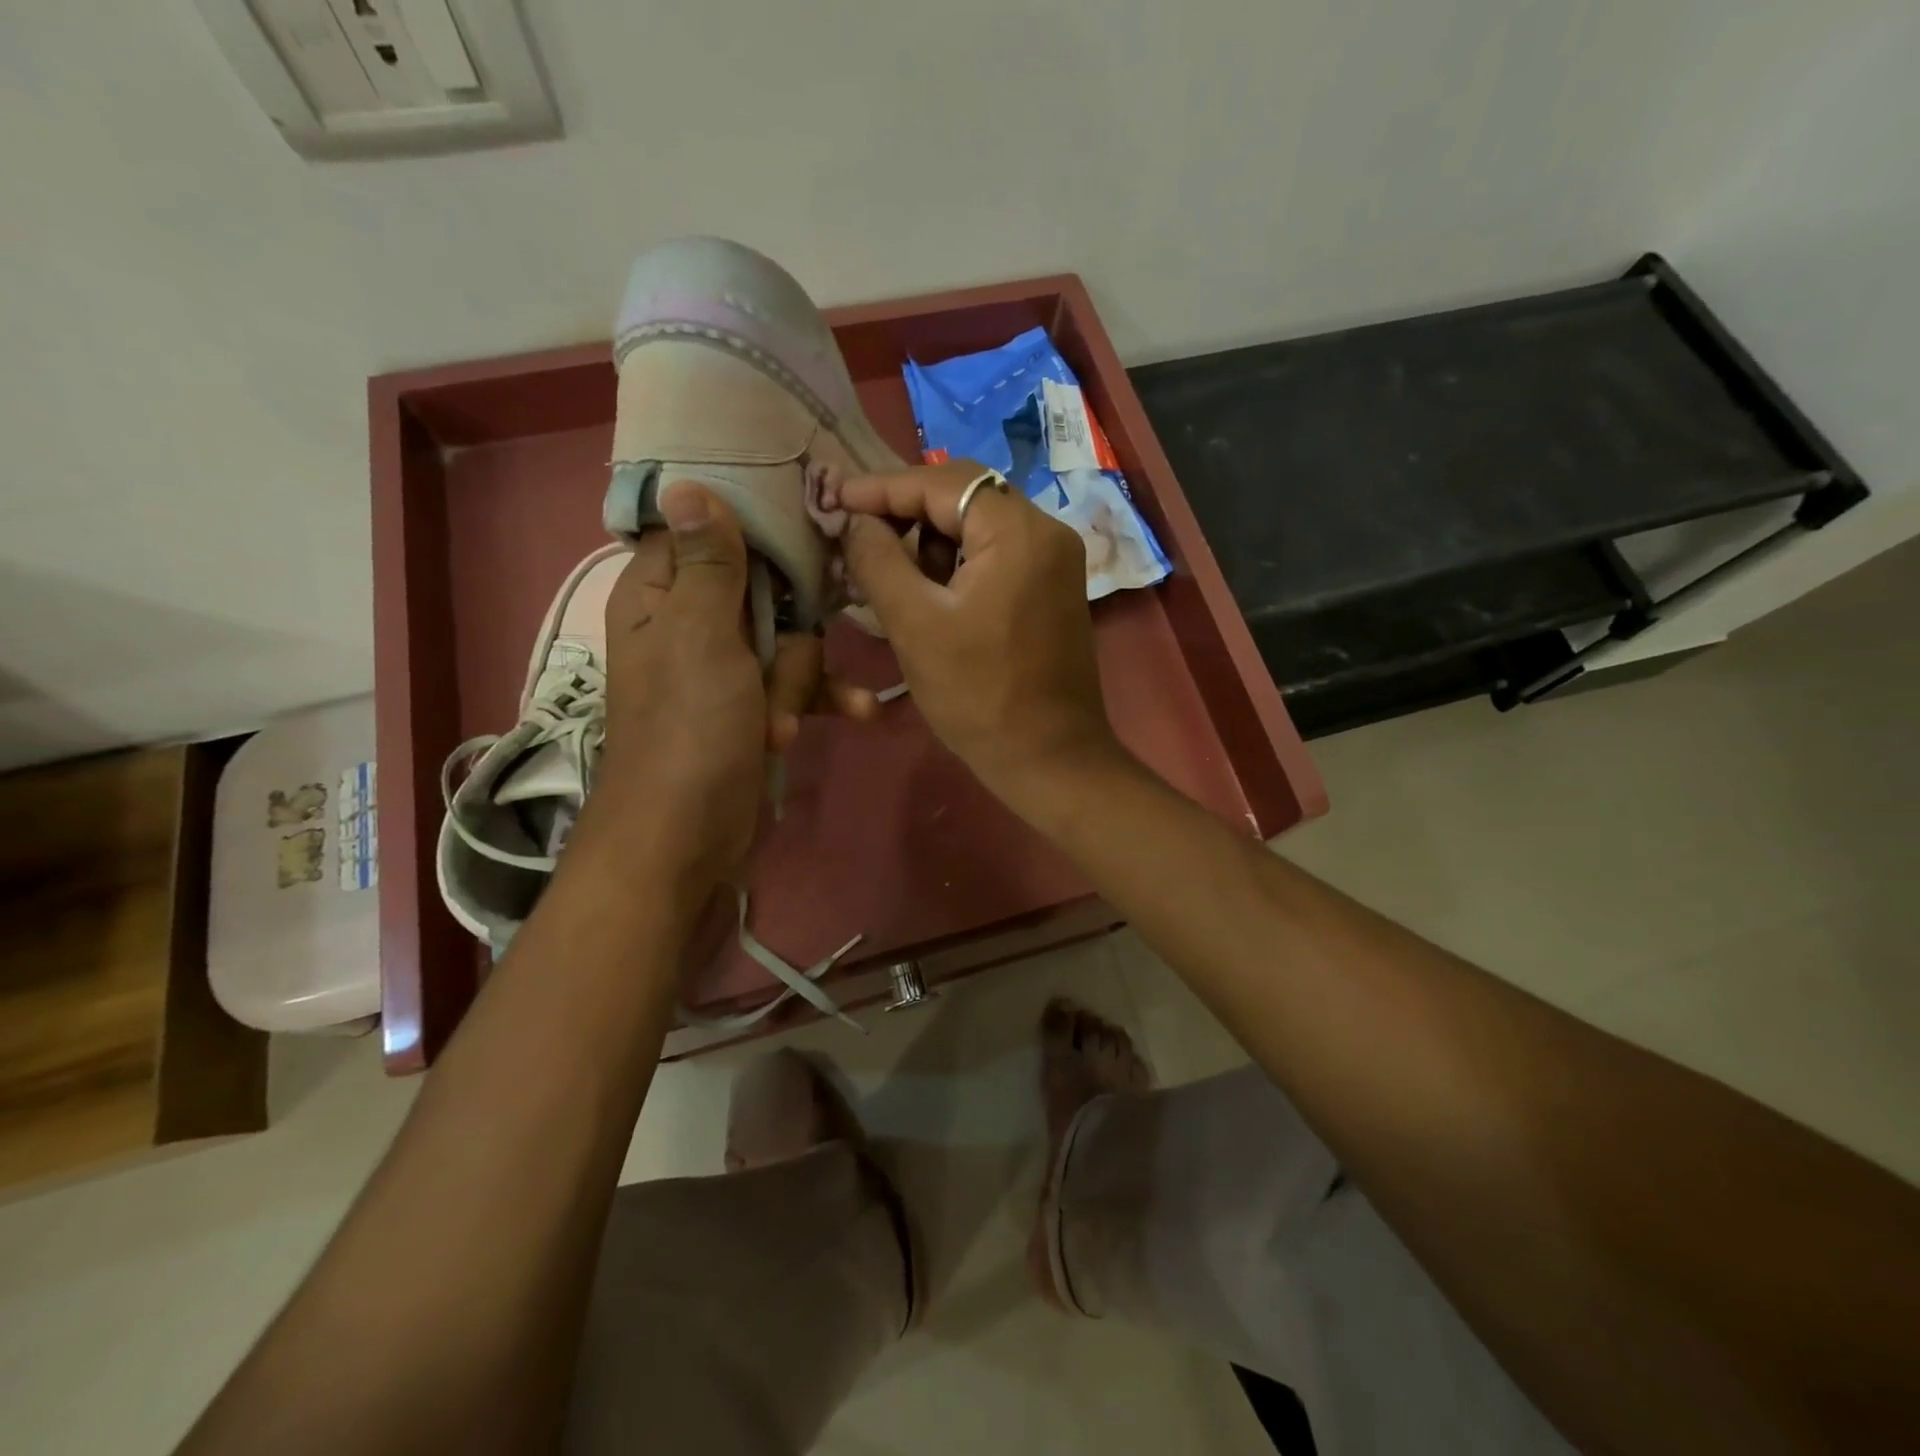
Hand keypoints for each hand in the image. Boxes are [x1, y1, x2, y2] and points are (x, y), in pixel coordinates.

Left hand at [585, 482, 876, 886]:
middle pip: (767, 589)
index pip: (708, 531)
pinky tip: (860, 713)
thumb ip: (708, 562)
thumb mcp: (701, 636)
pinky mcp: (755, 706)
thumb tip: (685, 483)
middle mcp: (693, 623)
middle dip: (788, 632)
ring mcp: (727, 668)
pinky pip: (800, 684)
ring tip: (779, 724)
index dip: (754, 527)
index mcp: (663, 594)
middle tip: (774, 667)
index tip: (802, 527)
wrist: (689, 837)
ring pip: (792, 640)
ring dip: (800, 681)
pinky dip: (822, 699)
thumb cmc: (689, 730)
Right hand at [831, 461, 1122, 809]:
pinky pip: (998, 555)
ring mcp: (1056, 562)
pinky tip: (930, 593)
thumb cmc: (978, 695)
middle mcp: (1048, 532)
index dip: (884, 487)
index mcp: (1019, 532)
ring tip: (891, 575)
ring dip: (932, 542)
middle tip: (860, 538)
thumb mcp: (915, 624)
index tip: (837, 501)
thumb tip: (855, 519)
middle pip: (966, 497)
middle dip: (907, 514)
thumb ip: (878, 559)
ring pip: (980, 526)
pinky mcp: (1053, 589)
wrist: (1049, 759)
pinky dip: (959, 564)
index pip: (943, 482)